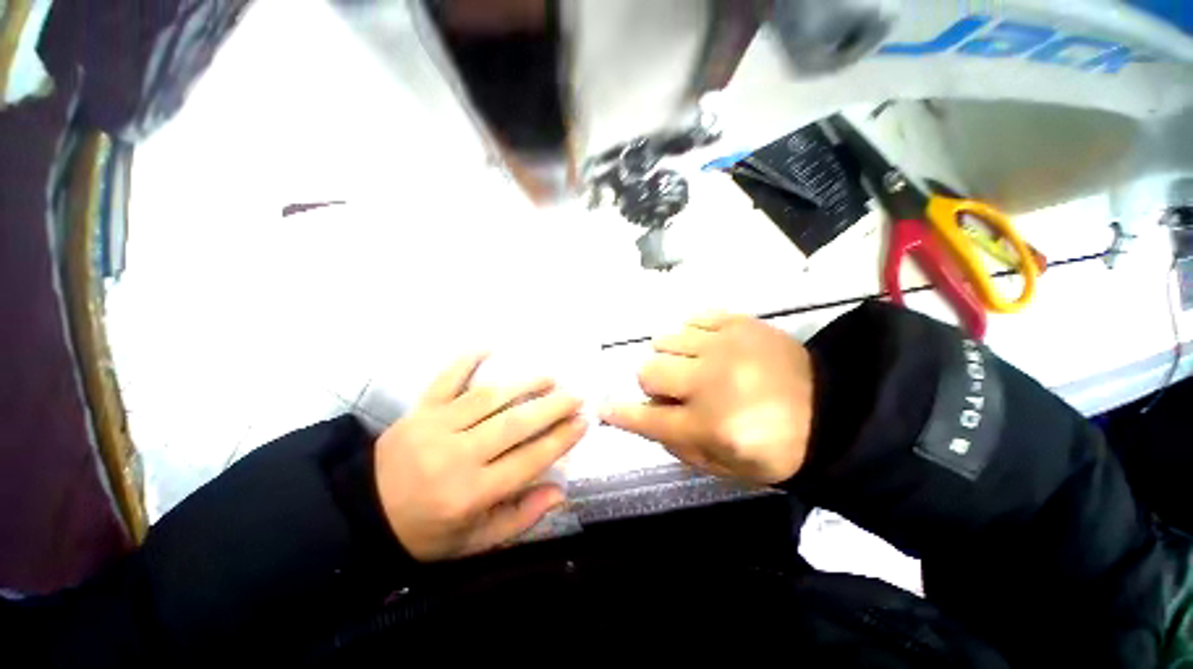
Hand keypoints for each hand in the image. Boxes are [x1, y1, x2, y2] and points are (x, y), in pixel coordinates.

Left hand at [375, 353, 586, 560]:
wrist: (362, 514)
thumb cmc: (425, 531)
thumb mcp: (474, 542)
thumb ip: (519, 517)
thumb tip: (559, 492)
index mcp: (470, 493)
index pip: (528, 460)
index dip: (561, 439)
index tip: (583, 422)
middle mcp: (455, 456)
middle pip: (514, 424)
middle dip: (552, 407)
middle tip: (576, 395)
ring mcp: (434, 427)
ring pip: (488, 397)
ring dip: (523, 384)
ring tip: (549, 378)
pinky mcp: (419, 410)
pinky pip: (445, 379)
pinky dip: (467, 361)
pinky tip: (489, 347)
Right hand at [602, 311, 812, 484]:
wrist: (833, 410)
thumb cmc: (777, 447)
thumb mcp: (726, 468)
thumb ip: (680, 447)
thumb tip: (648, 419)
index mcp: (708, 425)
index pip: (646, 418)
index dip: (619, 413)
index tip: (601, 407)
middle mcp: (709, 382)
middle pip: (648, 370)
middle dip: (651, 382)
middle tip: (672, 388)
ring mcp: (723, 346)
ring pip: (665, 340)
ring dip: (670, 356)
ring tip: (692, 364)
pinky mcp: (738, 323)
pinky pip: (693, 317)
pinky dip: (690, 333)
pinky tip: (705, 344)